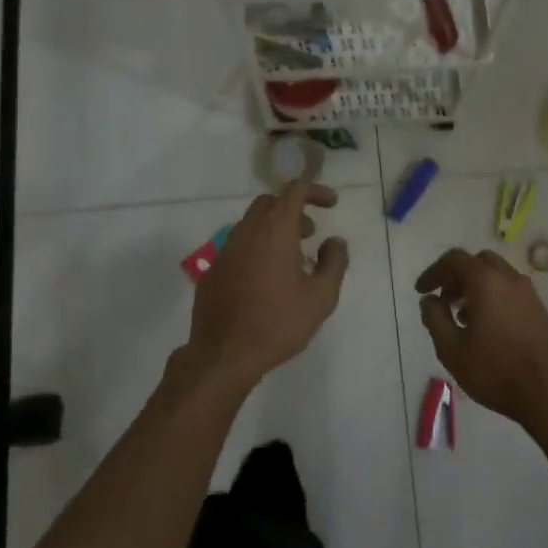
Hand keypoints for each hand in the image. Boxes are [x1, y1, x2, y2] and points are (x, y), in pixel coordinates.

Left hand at [183, 181, 348, 393]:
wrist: (224, 356)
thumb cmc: (278, 323)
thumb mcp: (321, 297)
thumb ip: (334, 263)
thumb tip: (335, 241)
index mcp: (275, 231)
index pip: (294, 190)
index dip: (315, 191)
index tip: (331, 204)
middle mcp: (247, 232)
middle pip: (269, 203)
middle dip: (293, 210)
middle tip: (310, 233)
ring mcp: (225, 251)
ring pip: (251, 224)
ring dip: (273, 230)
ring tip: (291, 260)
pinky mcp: (213, 271)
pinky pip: (238, 247)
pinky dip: (256, 249)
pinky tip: (265, 281)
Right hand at [415, 248, 547, 433]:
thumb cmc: (495, 371)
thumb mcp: (452, 350)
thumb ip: (435, 319)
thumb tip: (429, 300)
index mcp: (486, 281)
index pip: (455, 260)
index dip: (434, 272)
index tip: (421, 291)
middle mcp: (510, 278)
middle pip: (478, 262)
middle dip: (457, 276)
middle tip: (444, 299)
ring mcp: (529, 293)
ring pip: (497, 275)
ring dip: (476, 286)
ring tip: (462, 316)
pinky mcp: (540, 309)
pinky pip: (511, 290)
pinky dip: (494, 295)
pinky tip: (487, 326)